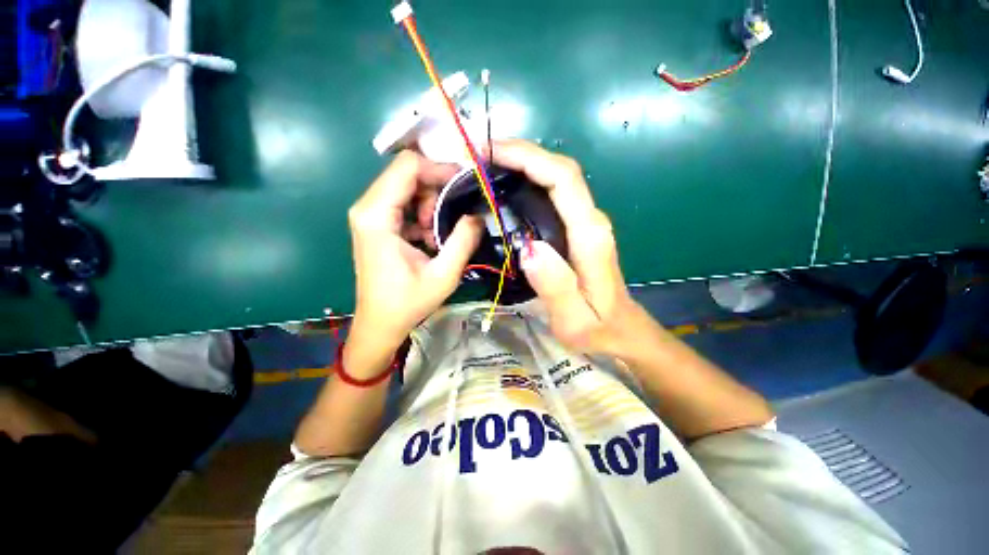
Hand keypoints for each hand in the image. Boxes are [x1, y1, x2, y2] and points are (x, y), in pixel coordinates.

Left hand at [348, 151, 482, 349]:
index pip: (408, 166)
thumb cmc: (407, 303)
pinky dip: (422, 215)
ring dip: (431, 205)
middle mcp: (367, 207)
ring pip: (407, 187)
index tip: (465, 186)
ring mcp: (369, 214)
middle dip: (437, 190)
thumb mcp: (444, 275)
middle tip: (453, 218)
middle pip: (407, 173)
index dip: (440, 169)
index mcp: (377, 216)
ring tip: (439, 235)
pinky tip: (430, 239)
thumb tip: (479, 214)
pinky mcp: (376, 223)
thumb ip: (464, 240)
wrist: (380, 323)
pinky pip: (404, 203)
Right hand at [492, 140, 645, 355]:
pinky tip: (506, 189)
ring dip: (523, 165)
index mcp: (589, 236)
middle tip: (480, 155)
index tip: (490, 153)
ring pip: (555, 179)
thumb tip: (529, 248)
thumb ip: (556, 285)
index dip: (528, 158)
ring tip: (486, 167)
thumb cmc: (599, 329)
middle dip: (521, 153)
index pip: (563, 179)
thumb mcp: (575, 319)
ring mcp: (585, 223)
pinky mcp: (577, 230)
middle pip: (559, 170)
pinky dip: (528, 183)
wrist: (623, 331)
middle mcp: (590, 220)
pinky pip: (553, 195)